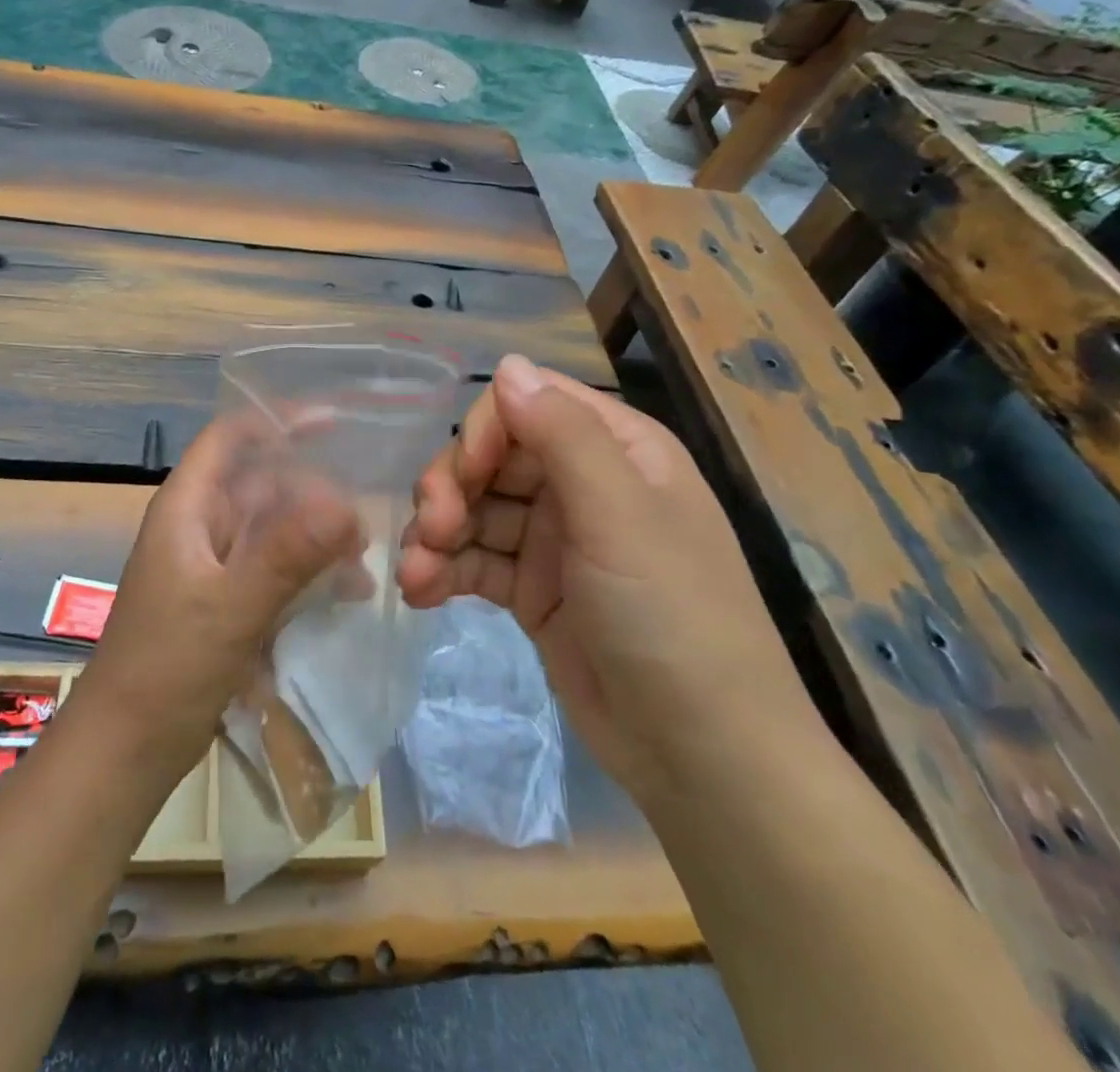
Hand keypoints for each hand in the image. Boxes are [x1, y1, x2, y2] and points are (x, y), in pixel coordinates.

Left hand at [76, 412, 363, 780]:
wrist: (126, 749)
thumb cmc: (167, 668)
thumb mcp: (230, 608)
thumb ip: (286, 555)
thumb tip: (346, 504)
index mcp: (188, 507)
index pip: (231, 436)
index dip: (278, 420)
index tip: (336, 424)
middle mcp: (200, 525)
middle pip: (262, 483)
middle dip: (313, 493)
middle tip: (364, 521)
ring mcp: (212, 565)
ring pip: (273, 528)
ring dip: (316, 537)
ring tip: (361, 561)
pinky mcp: (224, 600)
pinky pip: (273, 568)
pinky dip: (307, 572)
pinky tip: (344, 594)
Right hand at [398, 354, 819, 798]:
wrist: (703, 756)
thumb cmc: (673, 617)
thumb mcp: (620, 515)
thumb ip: (561, 434)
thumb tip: (508, 363)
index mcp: (616, 449)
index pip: (529, 404)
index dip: (485, 431)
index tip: (465, 478)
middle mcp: (582, 483)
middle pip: (492, 456)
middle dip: (452, 488)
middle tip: (434, 532)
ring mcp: (555, 538)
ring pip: (475, 510)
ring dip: (437, 535)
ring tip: (416, 576)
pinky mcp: (533, 589)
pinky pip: (475, 561)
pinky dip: (444, 570)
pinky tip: (421, 593)